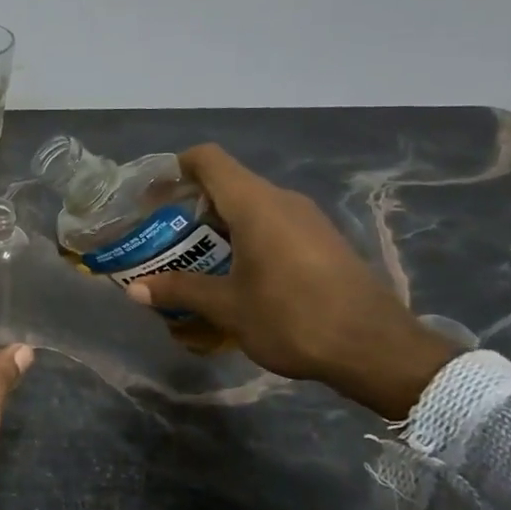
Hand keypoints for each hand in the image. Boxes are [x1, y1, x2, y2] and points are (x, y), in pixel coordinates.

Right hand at [126, 145, 460, 418]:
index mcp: (256, 204)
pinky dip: (244, 243)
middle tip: (162, 242)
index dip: (174, 169)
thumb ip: (180, 290)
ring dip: (216, 231)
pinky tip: (234, 281)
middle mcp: (282, 201)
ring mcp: (307, 221)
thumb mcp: (228, 307)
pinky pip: (272, 228)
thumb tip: (134, 289)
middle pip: (225, 186)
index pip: (207, 160)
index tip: (150, 199)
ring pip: (249, 210)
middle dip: (188, 211)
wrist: (376, 350)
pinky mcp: (322, 242)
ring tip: (192, 265)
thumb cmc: (293, 318)